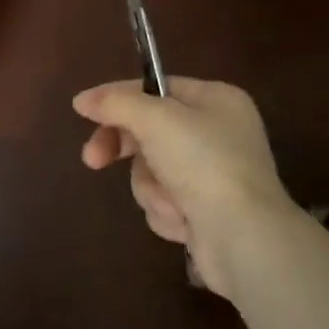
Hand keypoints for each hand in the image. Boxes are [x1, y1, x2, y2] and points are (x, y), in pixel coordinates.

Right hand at [74, 77, 293, 293]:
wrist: (245, 240)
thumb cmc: (204, 164)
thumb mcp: (155, 119)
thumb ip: (116, 103)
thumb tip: (82, 100)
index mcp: (216, 99)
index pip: (154, 87)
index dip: (117, 98)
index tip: (83, 111)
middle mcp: (217, 132)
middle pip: (149, 130)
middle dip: (125, 149)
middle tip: (94, 160)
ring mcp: (213, 175)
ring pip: (151, 169)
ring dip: (151, 187)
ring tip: (171, 201)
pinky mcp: (206, 212)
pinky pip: (165, 200)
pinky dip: (166, 211)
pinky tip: (184, 222)